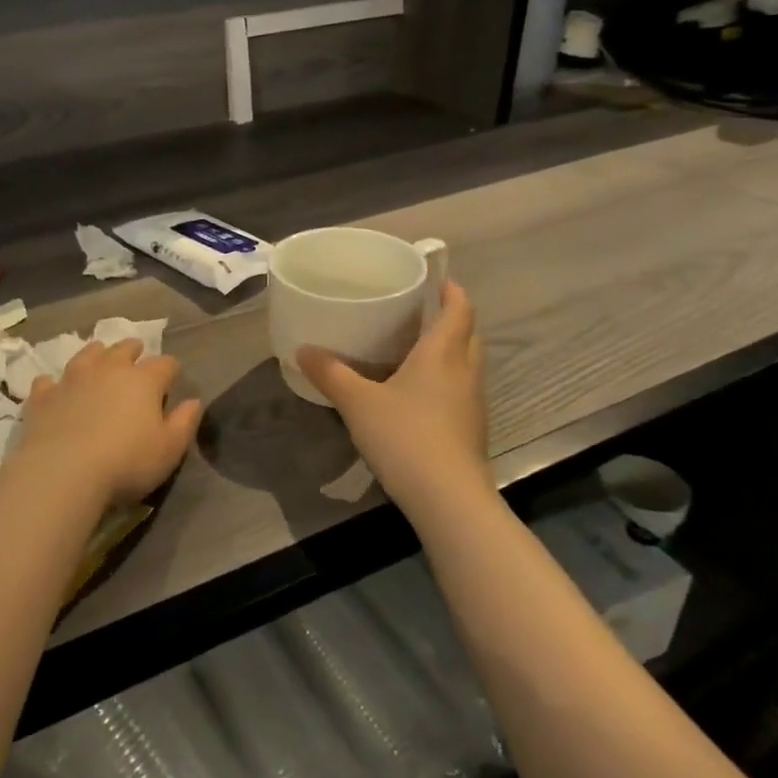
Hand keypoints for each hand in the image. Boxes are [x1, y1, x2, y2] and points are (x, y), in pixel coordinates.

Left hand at [9, 340, 203, 509]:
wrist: (63, 471)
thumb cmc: (126, 462)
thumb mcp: (169, 449)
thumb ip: (185, 423)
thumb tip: (194, 401)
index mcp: (143, 380)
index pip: (165, 365)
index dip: (171, 370)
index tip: (172, 378)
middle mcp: (108, 369)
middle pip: (124, 349)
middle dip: (133, 350)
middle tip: (136, 353)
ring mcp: (72, 379)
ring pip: (87, 355)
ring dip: (96, 354)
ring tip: (99, 355)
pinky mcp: (44, 396)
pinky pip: (48, 381)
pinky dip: (54, 383)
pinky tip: (54, 387)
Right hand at [297, 281, 493, 512]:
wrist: (448, 499)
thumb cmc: (405, 436)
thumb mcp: (357, 402)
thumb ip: (331, 374)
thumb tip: (304, 350)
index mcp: (443, 354)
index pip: (460, 309)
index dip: (452, 290)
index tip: (439, 279)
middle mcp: (465, 372)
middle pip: (469, 334)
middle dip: (451, 319)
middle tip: (420, 313)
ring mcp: (473, 404)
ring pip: (467, 364)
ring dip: (450, 351)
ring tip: (415, 349)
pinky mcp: (471, 430)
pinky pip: (461, 391)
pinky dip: (445, 381)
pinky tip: (417, 395)